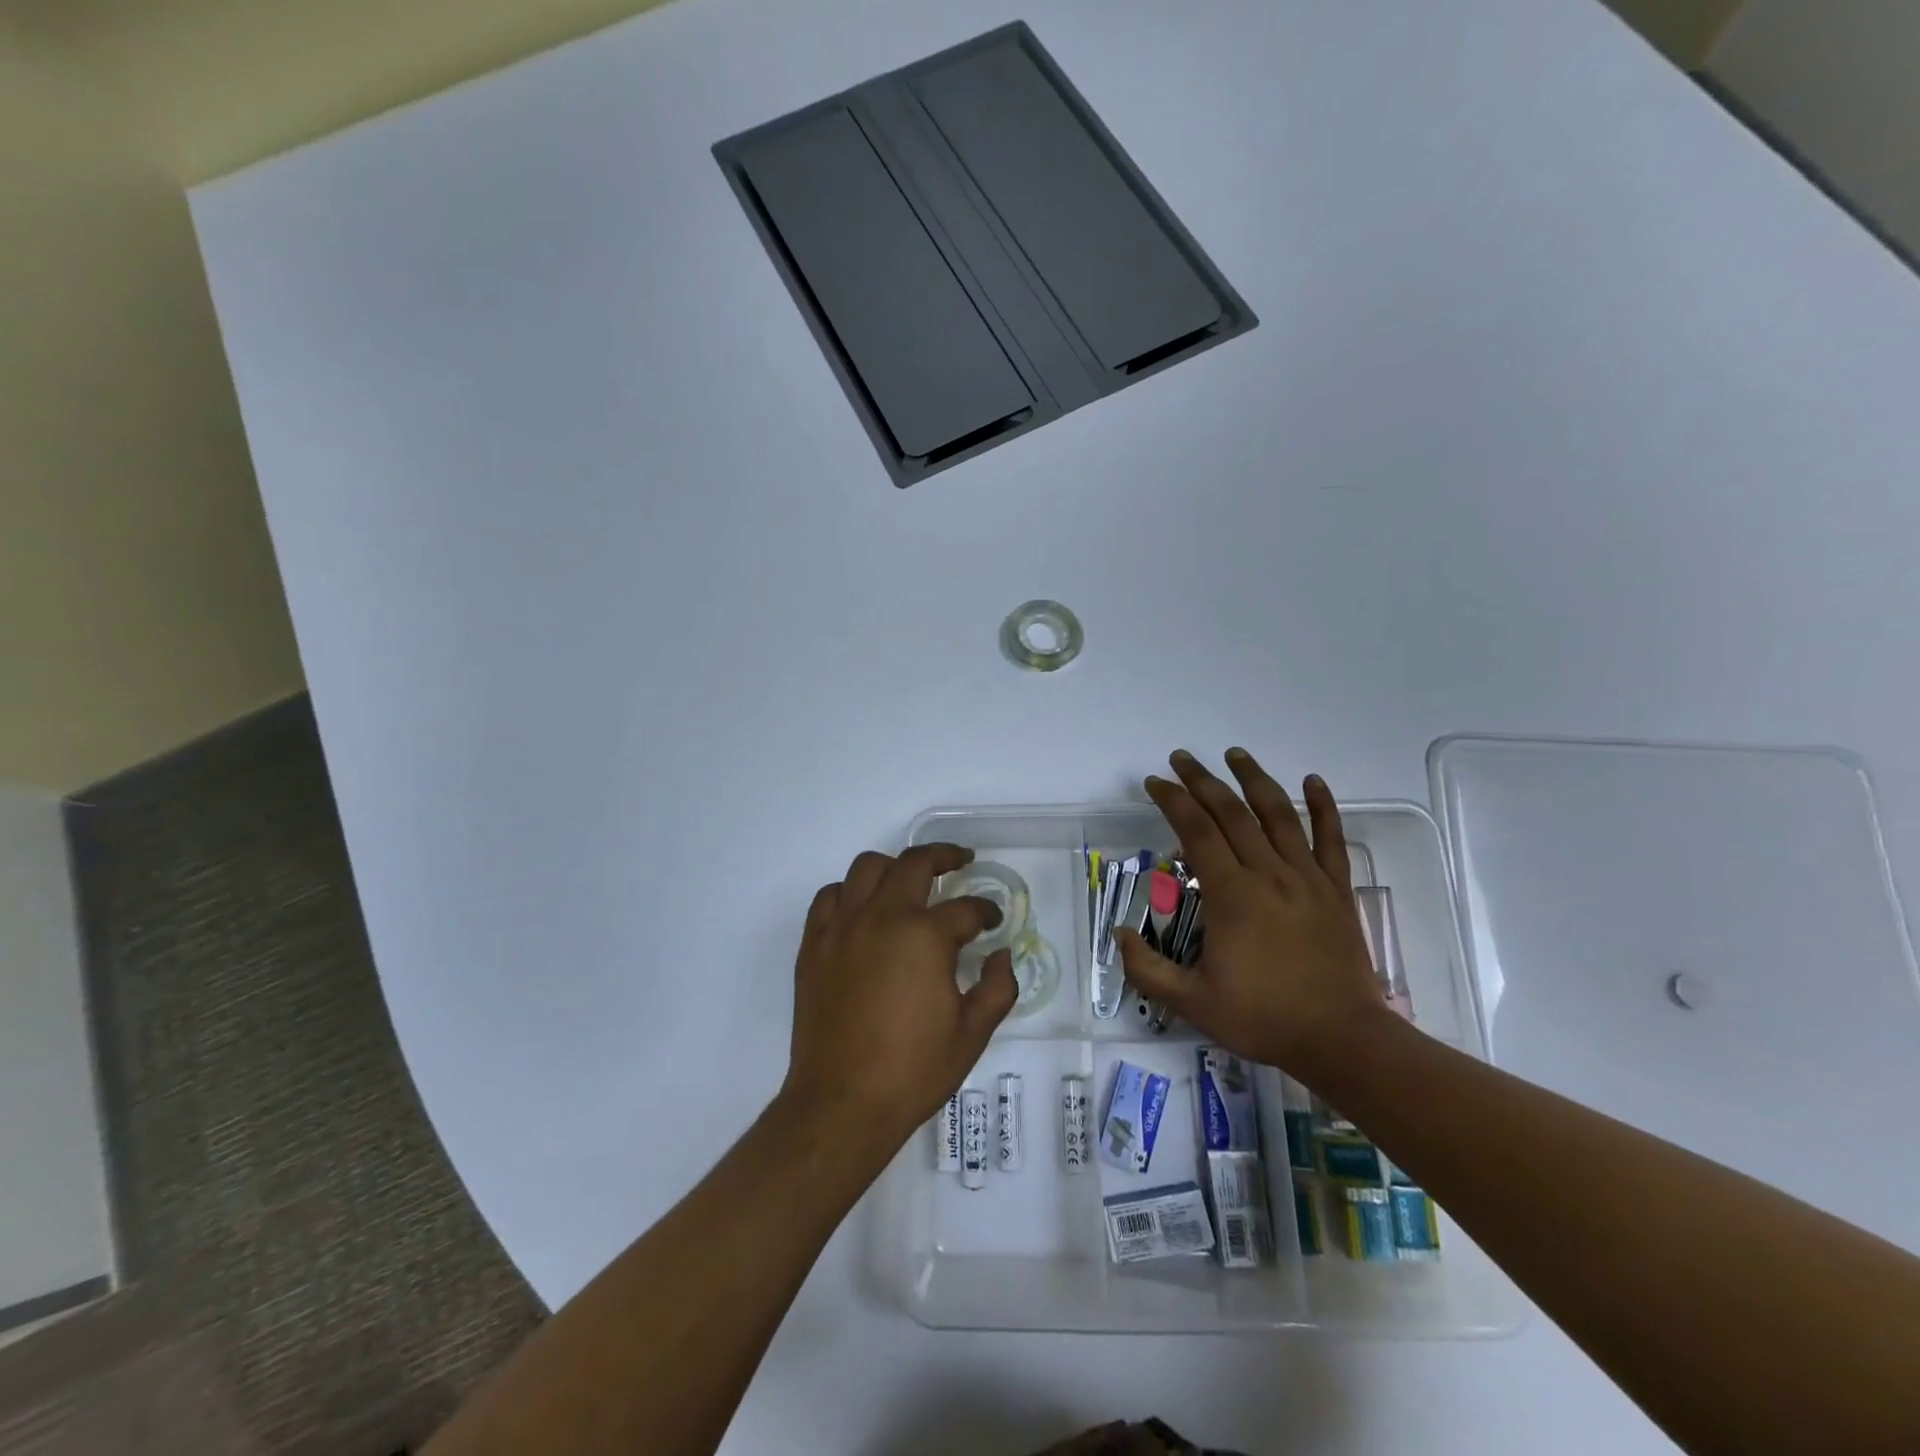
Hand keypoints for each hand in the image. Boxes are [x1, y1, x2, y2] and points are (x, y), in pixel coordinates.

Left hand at [781, 845, 1016, 1152]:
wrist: (842, 1103)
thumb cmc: (913, 1070)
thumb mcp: (972, 1033)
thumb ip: (997, 987)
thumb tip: (1001, 956)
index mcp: (924, 936)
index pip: (965, 909)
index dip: (986, 912)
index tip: (993, 921)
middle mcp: (882, 917)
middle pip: (915, 864)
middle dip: (944, 857)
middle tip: (960, 862)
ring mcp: (843, 927)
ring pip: (867, 867)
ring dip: (894, 867)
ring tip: (909, 881)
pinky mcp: (814, 944)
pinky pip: (830, 897)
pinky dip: (850, 893)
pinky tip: (863, 910)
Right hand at [1117, 749, 1385, 1080]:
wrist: (1342, 1039)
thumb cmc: (1263, 1018)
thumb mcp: (1192, 1003)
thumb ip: (1147, 969)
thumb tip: (1119, 933)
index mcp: (1231, 895)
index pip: (1196, 831)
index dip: (1172, 801)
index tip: (1154, 782)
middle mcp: (1268, 874)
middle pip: (1232, 813)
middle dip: (1202, 781)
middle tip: (1181, 758)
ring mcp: (1307, 878)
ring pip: (1279, 815)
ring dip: (1254, 780)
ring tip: (1235, 754)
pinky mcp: (1336, 890)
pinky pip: (1331, 840)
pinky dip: (1324, 807)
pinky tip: (1314, 781)